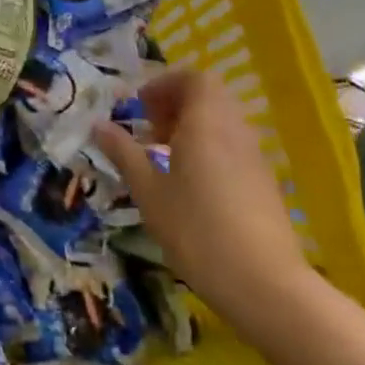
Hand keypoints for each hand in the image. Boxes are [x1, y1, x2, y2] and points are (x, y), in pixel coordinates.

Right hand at [93, 67, 317, 338]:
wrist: (266, 286)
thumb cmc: (197, 230)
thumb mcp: (148, 191)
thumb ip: (123, 153)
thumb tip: (98, 125)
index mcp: (206, 123)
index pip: (194, 78)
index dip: (165, 84)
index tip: (141, 108)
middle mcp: (235, 131)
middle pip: (210, 97)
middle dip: (176, 105)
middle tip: (150, 131)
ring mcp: (255, 158)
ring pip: (223, 122)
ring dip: (193, 128)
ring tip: (166, 158)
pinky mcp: (265, 184)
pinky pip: (234, 147)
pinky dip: (210, 150)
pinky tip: (192, 186)